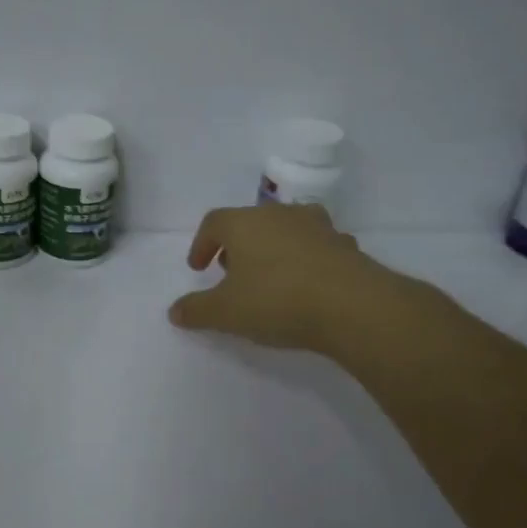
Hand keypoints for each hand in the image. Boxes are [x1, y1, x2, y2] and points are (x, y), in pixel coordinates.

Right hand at [169, 204, 394, 353]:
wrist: (352, 306)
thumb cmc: (277, 300)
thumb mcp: (226, 312)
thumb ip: (197, 310)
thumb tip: (174, 311)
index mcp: (245, 223)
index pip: (214, 222)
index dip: (201, 244)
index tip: (199, 268)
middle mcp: (280, 215)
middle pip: (251, 222)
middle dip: (237, 246)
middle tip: (231, 273)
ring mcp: (317, 227)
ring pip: (286, 230)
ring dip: (274, 249)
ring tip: (270, 277)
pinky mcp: (345, 246)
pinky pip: (317, 248)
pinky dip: (306, 260)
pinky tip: (307, 286)